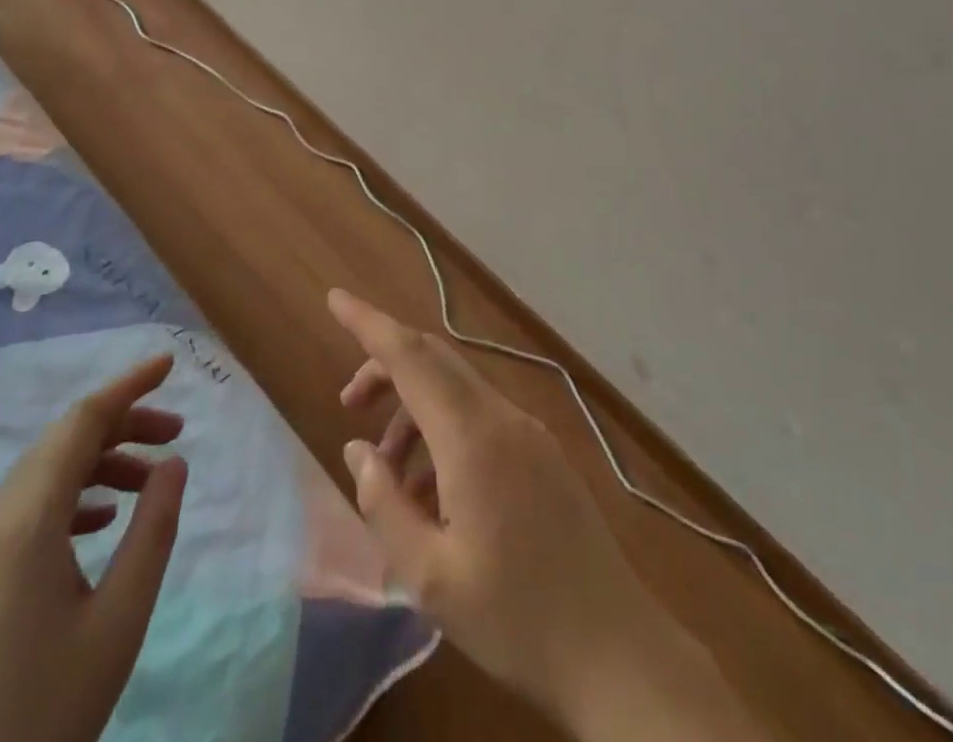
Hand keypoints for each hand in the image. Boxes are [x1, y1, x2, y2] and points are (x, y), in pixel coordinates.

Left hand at [0, 354, 188, 741]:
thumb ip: (152, 532)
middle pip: (62, 444)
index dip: (128, 385)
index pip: (81, 421)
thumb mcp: (118, 623)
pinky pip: (24, 512)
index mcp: (25, 521)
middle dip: (122, 426)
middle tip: (175, 434)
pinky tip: (98, 524)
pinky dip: (70, 498)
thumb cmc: (42, 714)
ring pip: (43, 477)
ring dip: (98, 464)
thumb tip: (174, 463)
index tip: (169, 364)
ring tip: (147, 482)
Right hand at [329, 290, 758, 741]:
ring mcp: (528, 431)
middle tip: (350, 406)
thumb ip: (383, 503)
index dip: (368, 323)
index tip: (334, 299)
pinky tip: (433, 491)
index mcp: (471, 436)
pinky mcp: (542, 453)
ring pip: (456, 389)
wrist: (618, 653)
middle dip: (385, 369)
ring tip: (390, 472)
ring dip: (414, 408)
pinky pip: (480, 417)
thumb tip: (357, 451)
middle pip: (433, 361)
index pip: (409, 355)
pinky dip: (444, 431)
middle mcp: (501, 417)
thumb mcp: (430, 577)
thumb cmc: (516, 618)